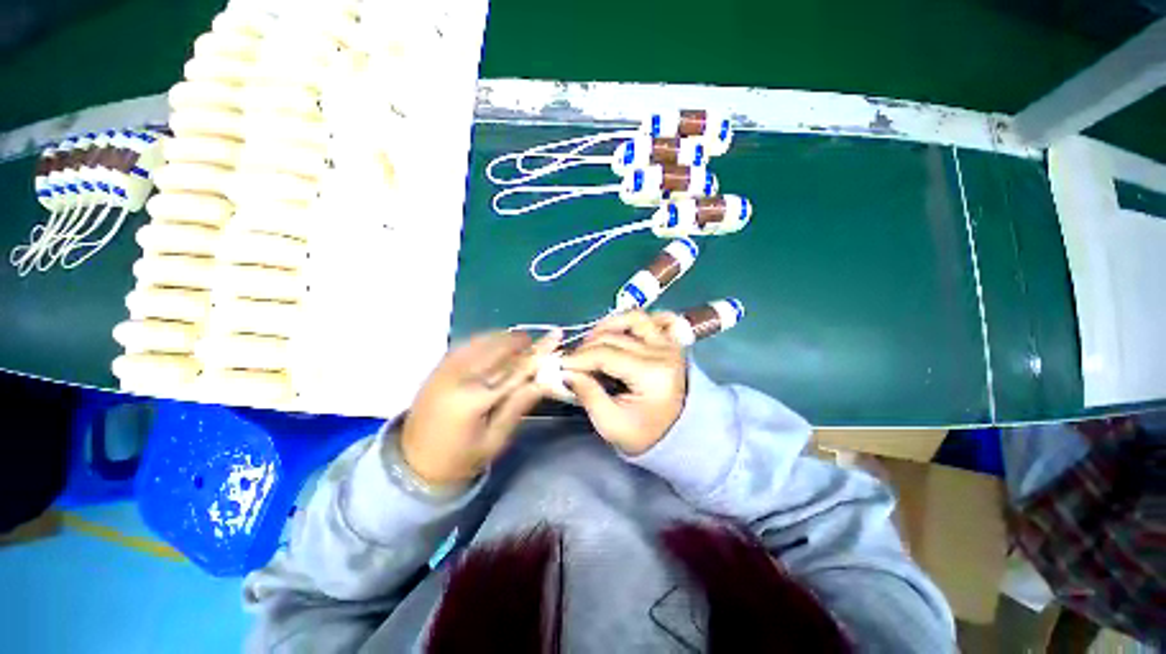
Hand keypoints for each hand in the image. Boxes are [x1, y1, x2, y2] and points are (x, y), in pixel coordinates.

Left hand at [400, 330, 559, 485]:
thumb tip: (543, 381)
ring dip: (504, 338)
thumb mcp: (495, 440)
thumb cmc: (460, 458)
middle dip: (521, 341)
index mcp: (475, 400)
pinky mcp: (438, 367)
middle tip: (536, 345)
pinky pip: (467, 343)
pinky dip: (486, 339)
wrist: (413, 463)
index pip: (515, 368)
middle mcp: (459, 377)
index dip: (538, 352)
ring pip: (482, 340)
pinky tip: (495, 344)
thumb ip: (518, 407)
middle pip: (498, 348)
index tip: (554, 337)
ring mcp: (446, 369)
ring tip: (519, 344)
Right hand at [560, 311, 686, 454]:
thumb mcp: (610, 423)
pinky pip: (651, 319)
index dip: (578, 358)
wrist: (677, 436)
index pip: (606, 354)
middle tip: (572, 363)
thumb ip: (587, 394)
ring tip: (591, 343)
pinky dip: (630, 320)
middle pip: (615, 336)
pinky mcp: (669, 341)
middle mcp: (663, 351)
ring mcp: (668, 343)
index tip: (559, 366)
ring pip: (633, 318)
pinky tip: (616, 331)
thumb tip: (565, 370)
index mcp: (652, 374)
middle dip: (586, 347)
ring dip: (607, 326)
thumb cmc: (643, 434)